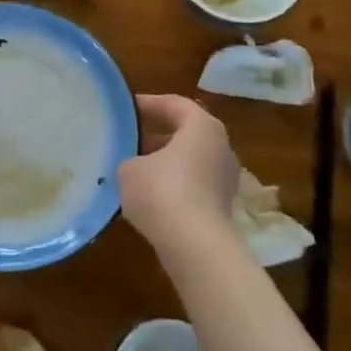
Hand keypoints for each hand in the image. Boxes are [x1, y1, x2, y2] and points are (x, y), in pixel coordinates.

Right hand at [117, 94, 241, 255]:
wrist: (196, 246)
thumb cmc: (162, 192)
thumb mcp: (129, 169)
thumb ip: (129, 159)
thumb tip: (133, 165)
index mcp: (202, 126)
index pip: (174, 104)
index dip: (148, 104)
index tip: (126, 109)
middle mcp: (220, 147)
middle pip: (185, 132)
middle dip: (156, 134)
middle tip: (128, 137)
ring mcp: (225, 178)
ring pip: (190, 160)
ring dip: (164, 161)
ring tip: (133, 167)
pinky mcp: (222, 205)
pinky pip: (193, 184)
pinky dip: (172, 184)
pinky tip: (148, 195)